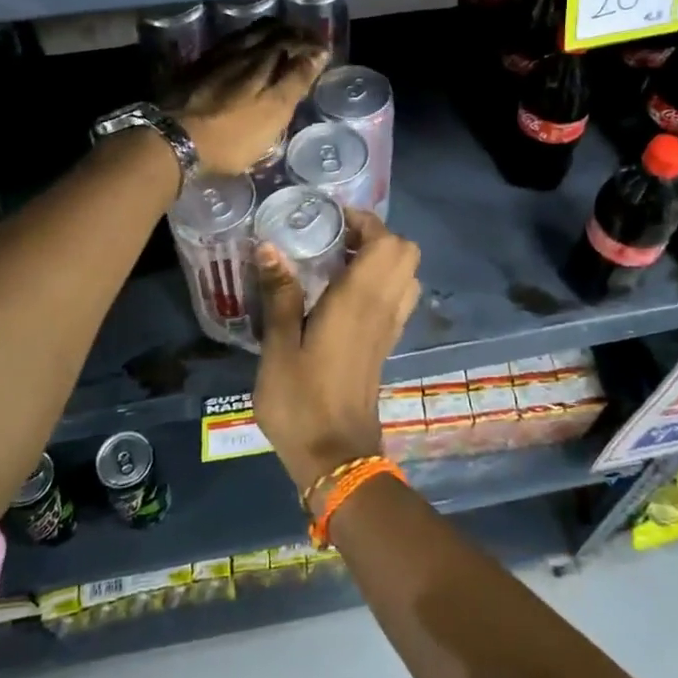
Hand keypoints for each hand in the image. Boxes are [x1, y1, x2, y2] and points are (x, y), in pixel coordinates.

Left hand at [162, 21, 327, 175]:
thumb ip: (295, 81)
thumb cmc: (232, 133)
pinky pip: (225, 47)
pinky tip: (240, 55)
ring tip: (275, 42)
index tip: (323, 48)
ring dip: (264, 35)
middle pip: (266, 30)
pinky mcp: (193, 70)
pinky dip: (242, 46)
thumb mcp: (273, 112)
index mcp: (261, 58)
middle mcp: (238, 50)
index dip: (310, 41)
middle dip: (288, 32)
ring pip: (244, 36)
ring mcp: (213, 58)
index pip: (291, 38)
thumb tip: (318, 52)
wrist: (172, 139)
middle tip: (303, 40)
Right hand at [253, 208, 420, 504]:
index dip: (364, 221)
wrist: (335, 457)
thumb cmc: (301, 402)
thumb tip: (270, 247)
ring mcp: (389, 327)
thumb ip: (280, 294)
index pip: (386, 241)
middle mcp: (383, 306)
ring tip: (339, 262)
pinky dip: (382, 282)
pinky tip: (343, 294)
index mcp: (359, 300)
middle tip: (335, 240)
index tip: (330, 220)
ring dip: (382, 258)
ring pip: (407, 274)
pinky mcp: (386, 344)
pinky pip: (399, 298)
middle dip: (376, 235)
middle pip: (406, 251)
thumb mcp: (279, 347)